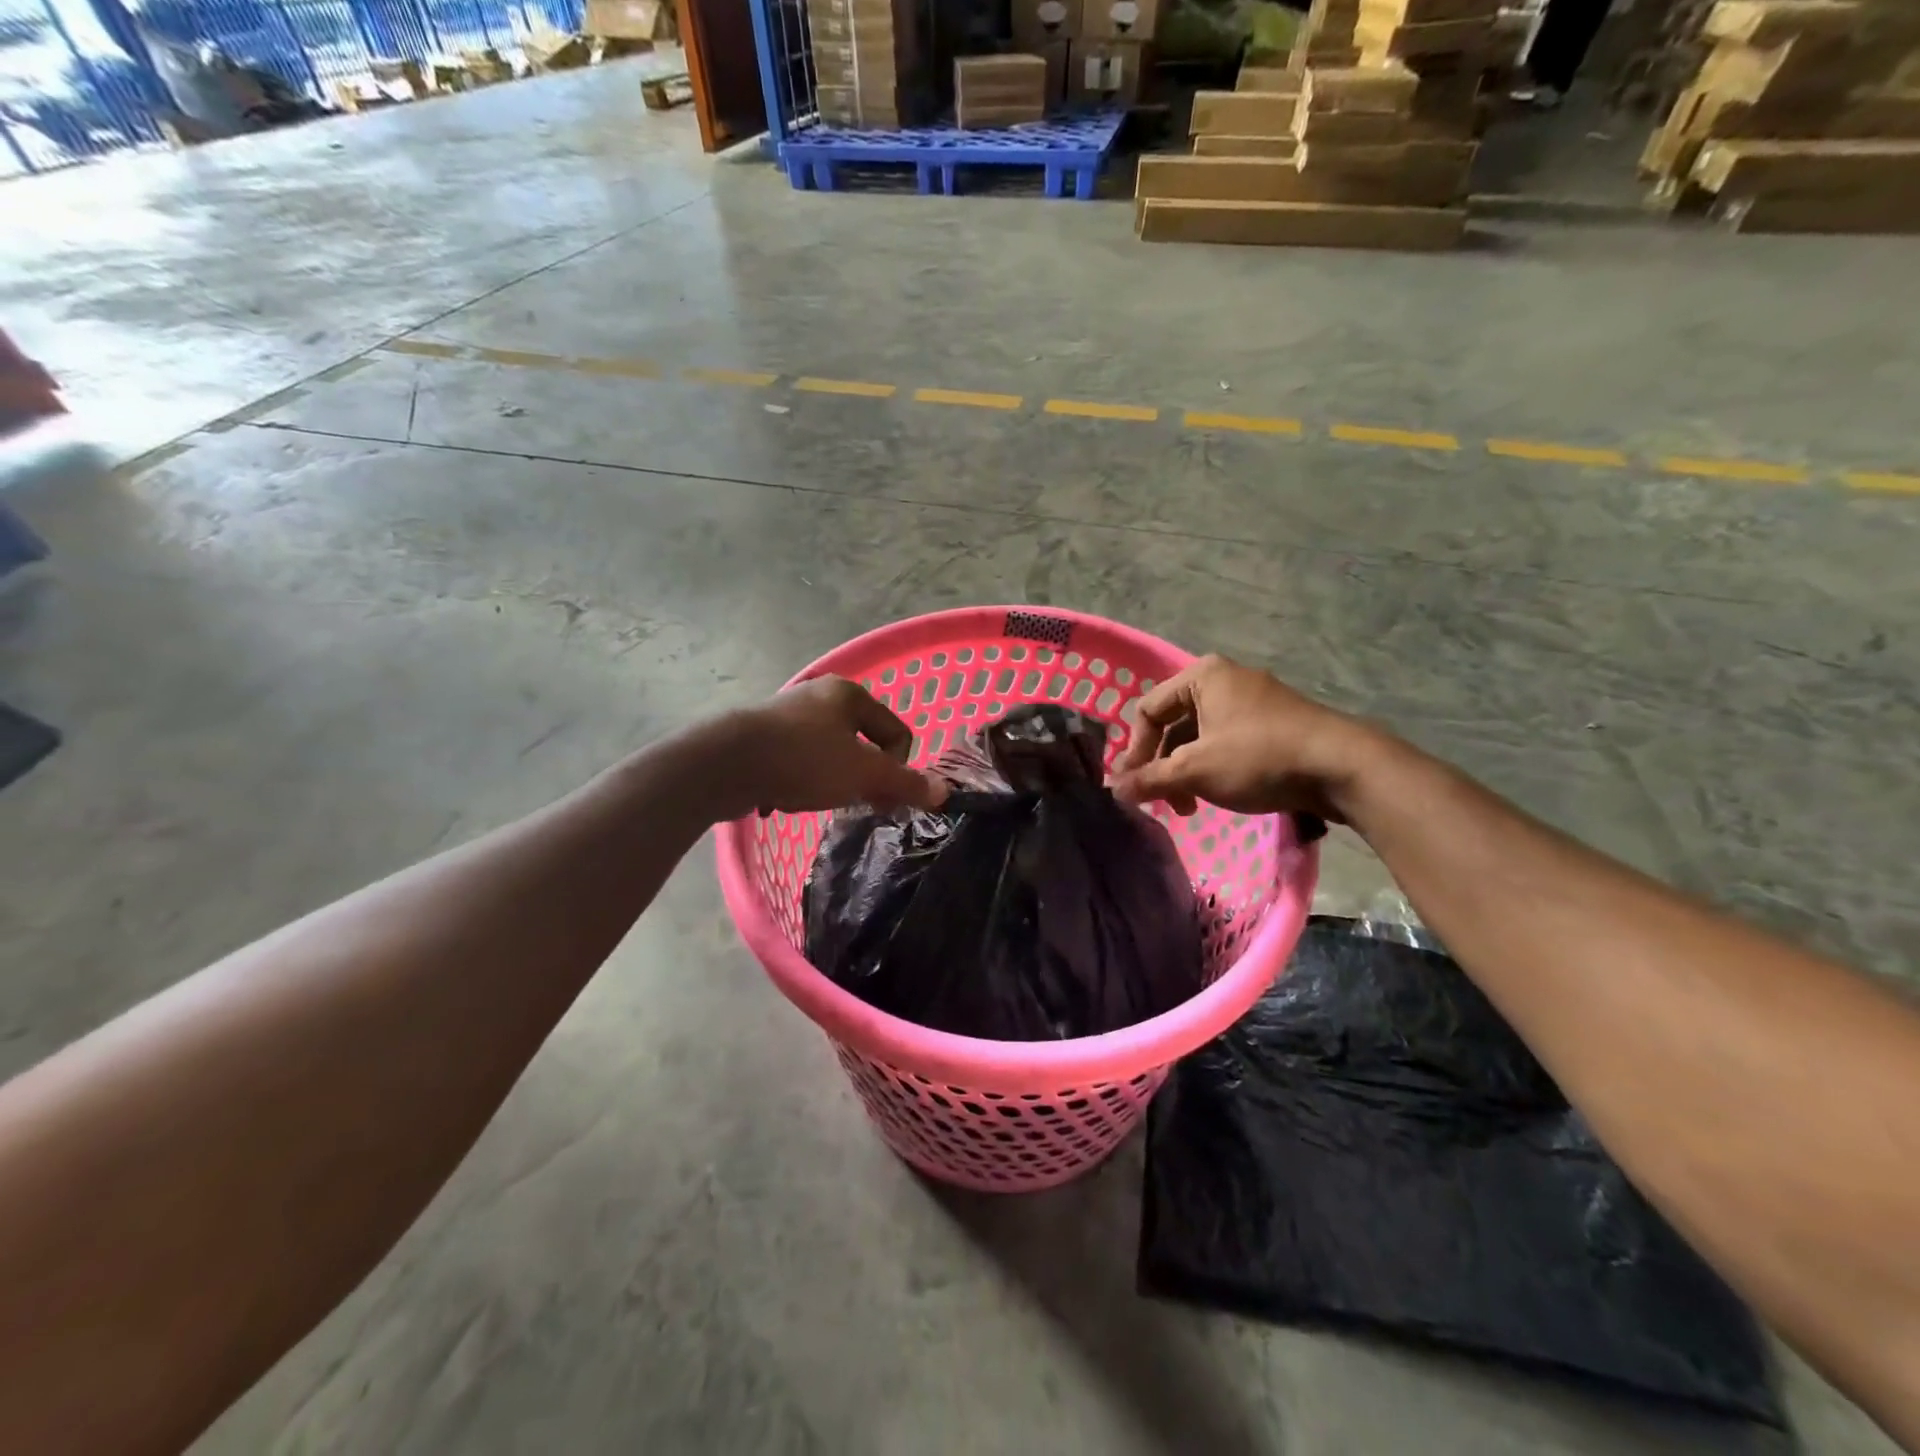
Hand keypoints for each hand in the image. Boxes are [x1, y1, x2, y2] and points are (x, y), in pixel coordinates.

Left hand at [719, 677, 945, 816]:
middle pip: (862, 742)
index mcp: (849, 694)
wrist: (724, 763)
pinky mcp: (761, 736)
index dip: (898, 767)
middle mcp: (819, 696)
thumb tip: (943, 792)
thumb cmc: (804, 759)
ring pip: (829, 753)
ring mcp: (787, 714)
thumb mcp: (863, 773)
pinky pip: (798, 761)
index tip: (882, 795)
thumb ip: (905, 782)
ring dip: (832, 780)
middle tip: (856, 803)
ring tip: (819, 800)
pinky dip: (801, 780)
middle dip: (864, 776)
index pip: (896, 731)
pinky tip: (787, 798)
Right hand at [1110, 656, 1382, 820]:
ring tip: (1188, 806)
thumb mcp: (1195, 770)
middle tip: (1159, 802)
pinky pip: (1226, 741)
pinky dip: (1212, 768)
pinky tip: (1216, 795)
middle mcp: (1225, 679)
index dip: (1134, 751)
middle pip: (1173, 725)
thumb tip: (1112, 791)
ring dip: (1185, 772)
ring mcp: (1252, 699)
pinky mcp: (1273, 722)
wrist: (1341, 766)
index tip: (1132, 787)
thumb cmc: (1257, 757)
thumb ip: (1149, 779)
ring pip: (1199, 737)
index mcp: (1202, 676)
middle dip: (1161, 766)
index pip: (1147, 710)